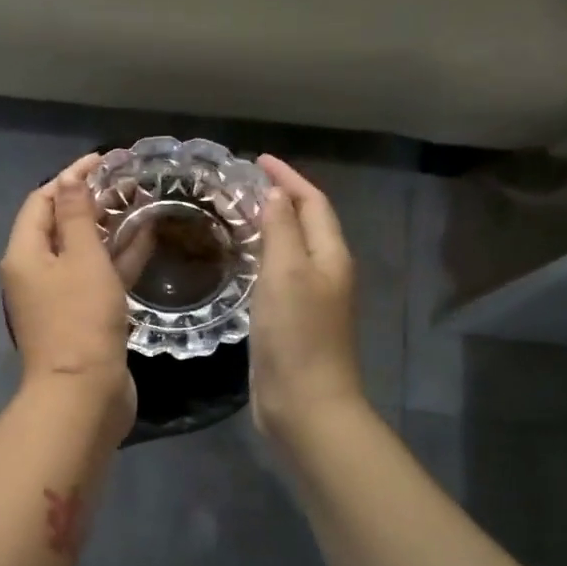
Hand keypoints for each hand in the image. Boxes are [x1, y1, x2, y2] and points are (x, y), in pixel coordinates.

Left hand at [1, 154, 136, 438]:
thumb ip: (77, 216)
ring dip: (108, 228)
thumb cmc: (80, 320)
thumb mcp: (81, 260)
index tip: (104, 161)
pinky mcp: (82, 317)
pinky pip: (98, 277)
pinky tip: (147, 238)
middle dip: (91, 201)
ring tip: (141, 202)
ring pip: (83, 252)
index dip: (69, 178)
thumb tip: (71, 178)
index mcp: (24, 254)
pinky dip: (117, 258)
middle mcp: (35, 272)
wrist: (84, 394)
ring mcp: (59, 297)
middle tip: (128, 182)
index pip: (41, 201)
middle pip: (60, 225)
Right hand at [250, 155, 363, 440]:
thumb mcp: (286, 273)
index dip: (288, 178)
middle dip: (279, 198)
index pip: (313, 202)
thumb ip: (281, 230)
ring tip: (235, 214)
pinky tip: (239, 261)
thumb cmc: (297, 335)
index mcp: (331, 255)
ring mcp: (310, 299)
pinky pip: (278, 275)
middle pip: (306, 223)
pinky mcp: (292, 321)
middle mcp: (326, 272)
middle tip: (240, 186)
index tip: (257, 160)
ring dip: (269, 227)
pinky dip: (262, 257)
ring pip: (291, 249)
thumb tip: (276, 196)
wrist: (305, 404)